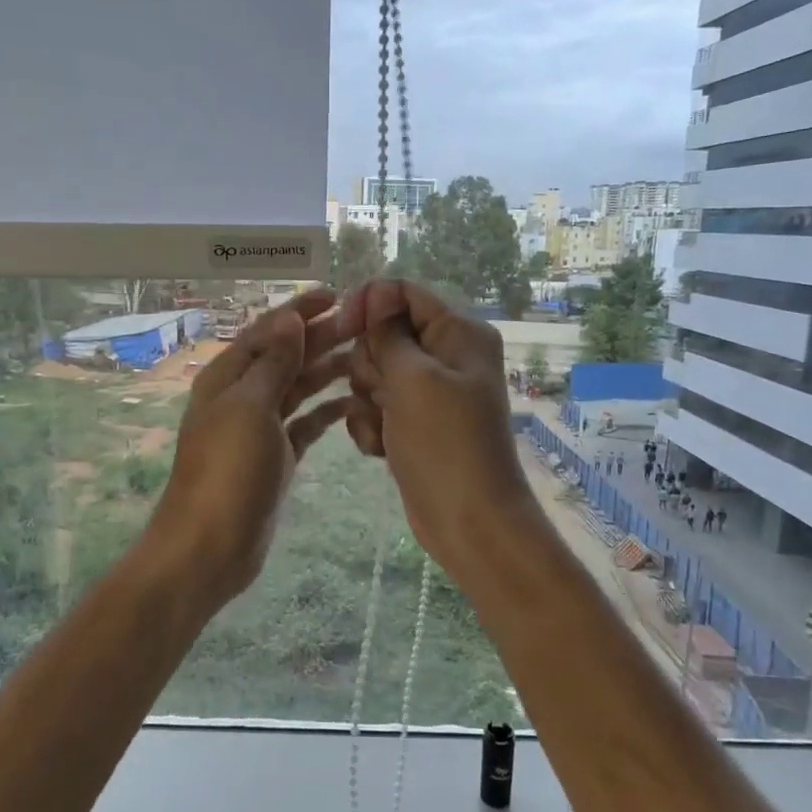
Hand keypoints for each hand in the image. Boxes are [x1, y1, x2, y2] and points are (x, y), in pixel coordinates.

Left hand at [143, 289, 354, 607]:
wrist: (209, 546)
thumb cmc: (227, 471)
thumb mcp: (249, 408)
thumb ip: (272, 363)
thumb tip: (289, 319)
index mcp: (228, 377)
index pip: (268, 331)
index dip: (300, 311)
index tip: (338, 295)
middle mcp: (242, 396)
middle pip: (286, 356)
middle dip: (321, 337)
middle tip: (366, 325)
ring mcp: (259, 428)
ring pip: (297, 388)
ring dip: (327, 371)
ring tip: (367, 358)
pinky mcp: (276, 457)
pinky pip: (304, 424)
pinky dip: (326, 411)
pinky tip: (353, 403)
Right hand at [337, 280, 540, 572]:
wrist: (468, 521)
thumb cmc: (445, 444)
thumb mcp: (413, 379)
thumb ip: (388, 332)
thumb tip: (376, 291)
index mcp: (458, 332)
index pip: (403, 293)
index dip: (369, 305)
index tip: (342, 331)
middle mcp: (445, 355)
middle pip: (383, 334)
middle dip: (370, 364)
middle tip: (383, 394)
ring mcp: (429, 391)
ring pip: (374, 373)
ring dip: (367, 400)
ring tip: (384, 427)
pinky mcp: (414, 422)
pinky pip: (376, 406)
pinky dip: (371, 425)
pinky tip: (380, 449)